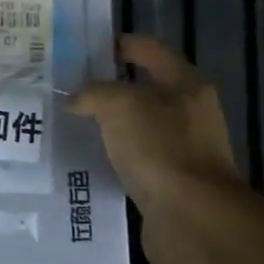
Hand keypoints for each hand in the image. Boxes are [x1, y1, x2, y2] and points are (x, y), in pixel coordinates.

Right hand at [69, 35, 240, 213]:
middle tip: (70, 86)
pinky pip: (136, 160)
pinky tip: (88, 159)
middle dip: (111, 86)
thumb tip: (77, 100)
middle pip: (146, 89)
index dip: (121, 44)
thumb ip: (94, 94)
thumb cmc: (160, 148)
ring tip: (72, 122)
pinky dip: (114, 157)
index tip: (87, 48)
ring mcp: (182, 151)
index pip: (151, 51)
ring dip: (111, 124)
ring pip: (140, 127)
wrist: (192, 219)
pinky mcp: (170, 183)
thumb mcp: (120, 106)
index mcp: (186, 85)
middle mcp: (190, 114)